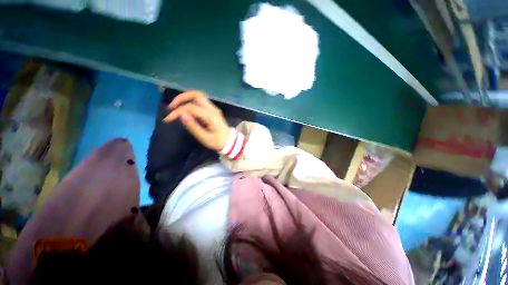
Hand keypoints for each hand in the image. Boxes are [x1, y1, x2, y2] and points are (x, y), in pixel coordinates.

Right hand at [164, 91, 229, 150]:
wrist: (229, 141)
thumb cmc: (217, 141)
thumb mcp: (204, 138)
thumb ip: (193, 126)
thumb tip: (181, 114)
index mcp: (211, 116)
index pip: (191, 107)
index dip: (178, 111)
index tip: (168, 120)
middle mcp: (213, 109)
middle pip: (197, 95)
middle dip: (181, 98)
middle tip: (171, 107)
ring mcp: (213, 108)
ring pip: (198, 96)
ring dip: (186, 98)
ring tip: (176, 107)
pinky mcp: (212, 110)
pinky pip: (200, 101)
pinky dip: (190, 102)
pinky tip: (185, 110)